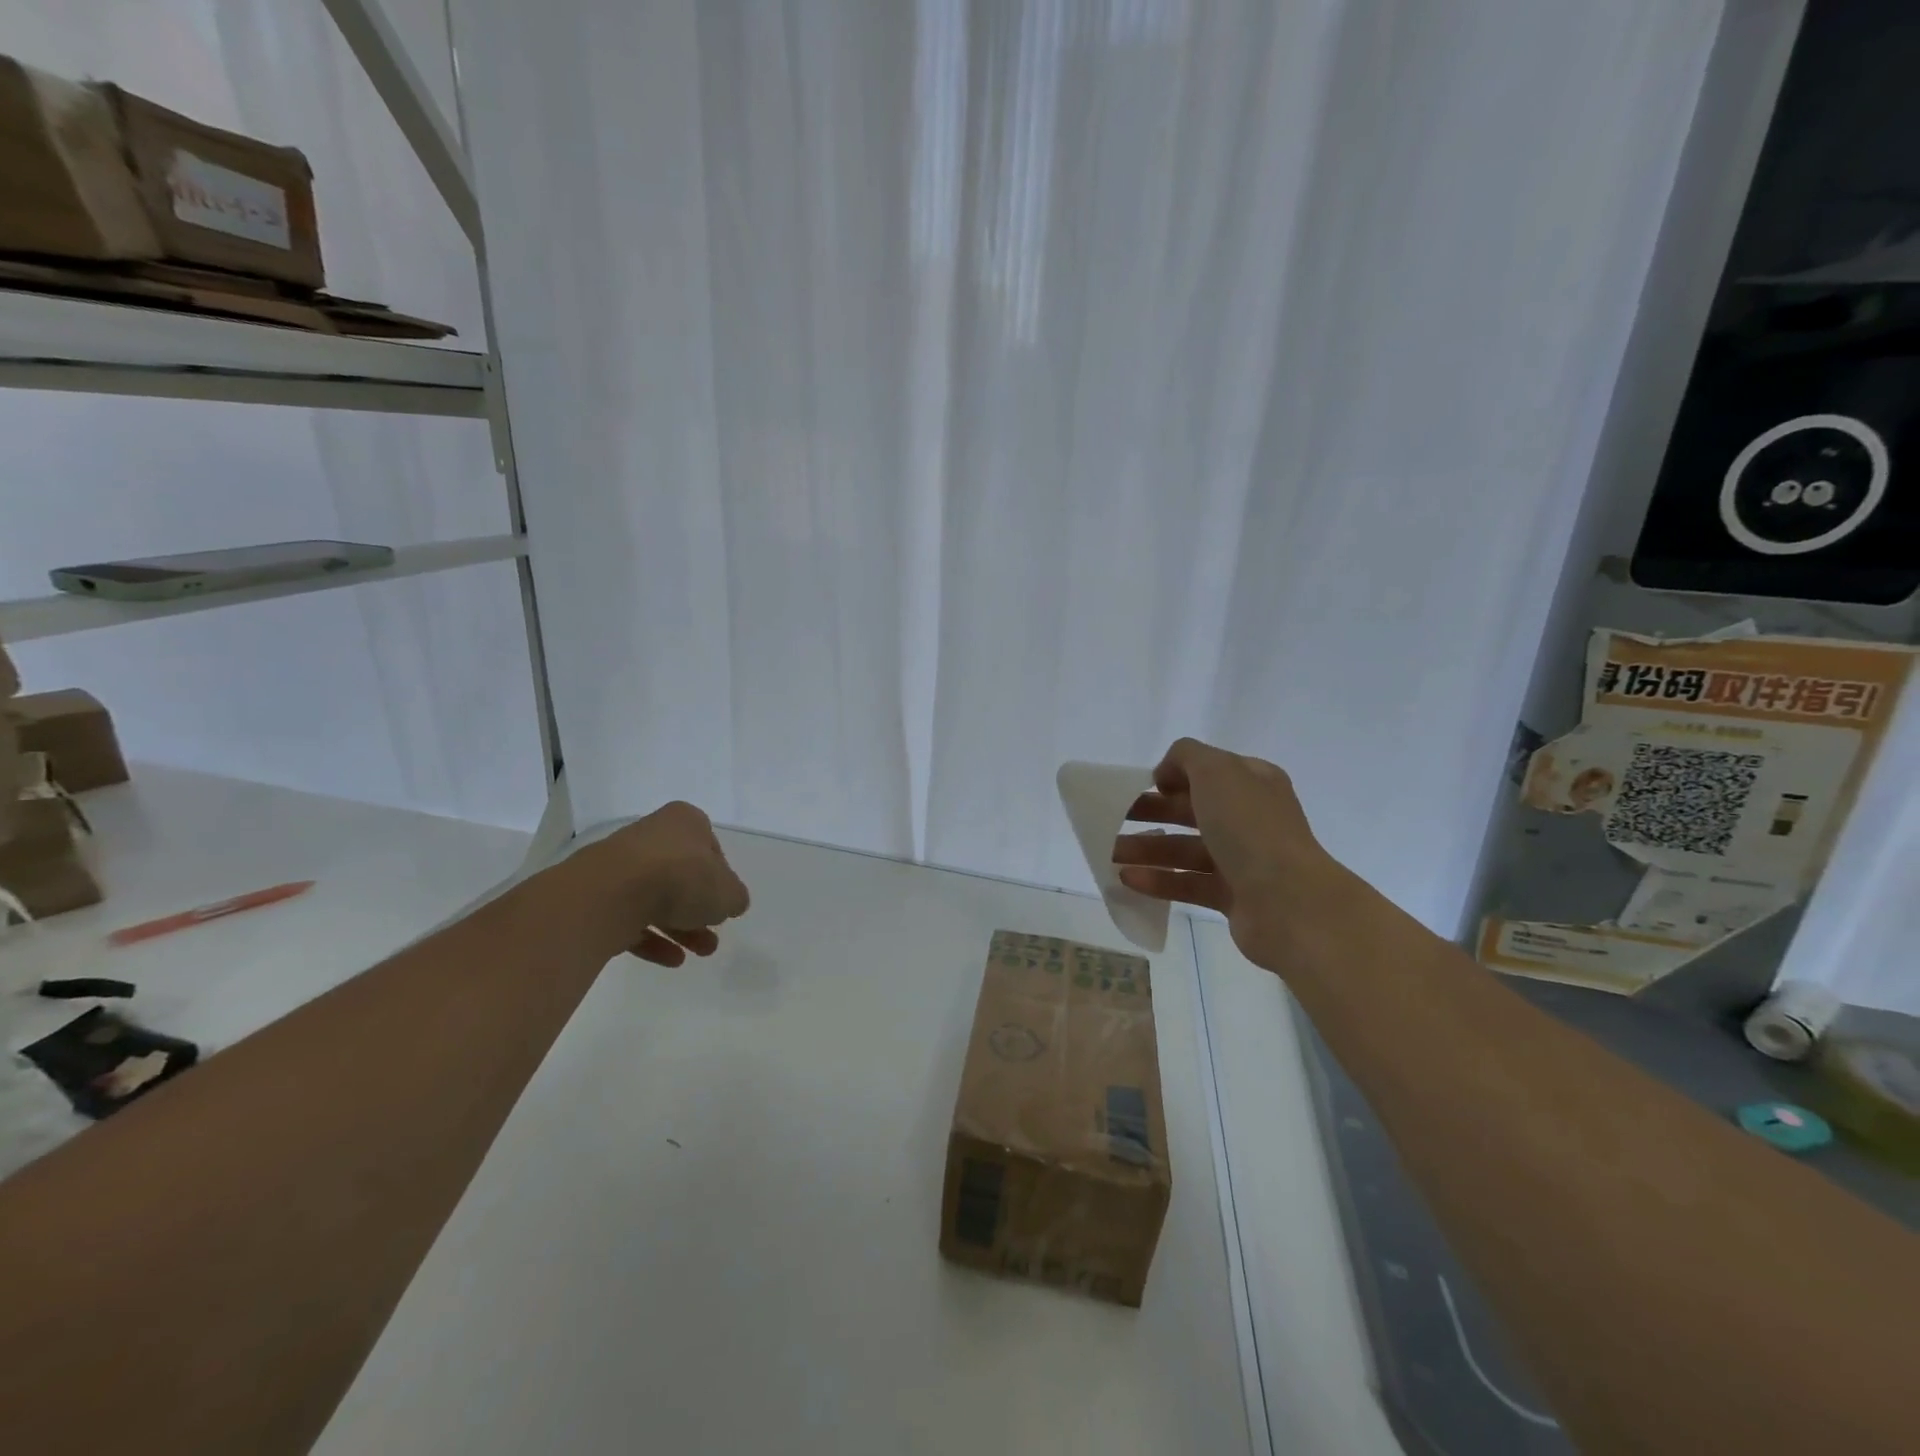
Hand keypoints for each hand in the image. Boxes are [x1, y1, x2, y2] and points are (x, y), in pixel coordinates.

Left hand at [559, 800, 749, 965]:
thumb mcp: (728, 892)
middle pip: (682, 876)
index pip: (710, 848)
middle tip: (714, 936)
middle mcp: (652, 836)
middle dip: (700, 910)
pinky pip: (632, 917)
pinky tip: (672, 960)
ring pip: (657, 898)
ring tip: (700, 954)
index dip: (721, 877)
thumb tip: (731, 903)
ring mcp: (622, 866)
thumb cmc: (682, 878)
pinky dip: (652, 938)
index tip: (725, 901)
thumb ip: (735, 898)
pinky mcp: (600, 895)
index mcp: (685, 822)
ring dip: (681, 928)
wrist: (613, 893)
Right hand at [1112, 737, 1334, 969]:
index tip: (1139, 786)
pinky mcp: (1233, 897)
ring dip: (1146, 849)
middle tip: (1112, 819)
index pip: (1208, 772)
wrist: (1289, 902)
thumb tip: (1166, 775)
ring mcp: (1243, 859)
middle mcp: (1250, 818)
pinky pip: (1188, 883)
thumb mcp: (1216, 770)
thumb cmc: (1250, 827)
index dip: (1172, 776)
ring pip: (1185, 849)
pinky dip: (1159, 880)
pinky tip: (1127, 880)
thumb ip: (1186, 757)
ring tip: (1108, 855)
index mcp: (1252, 783)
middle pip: (1191, 811)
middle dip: (1151, 813)